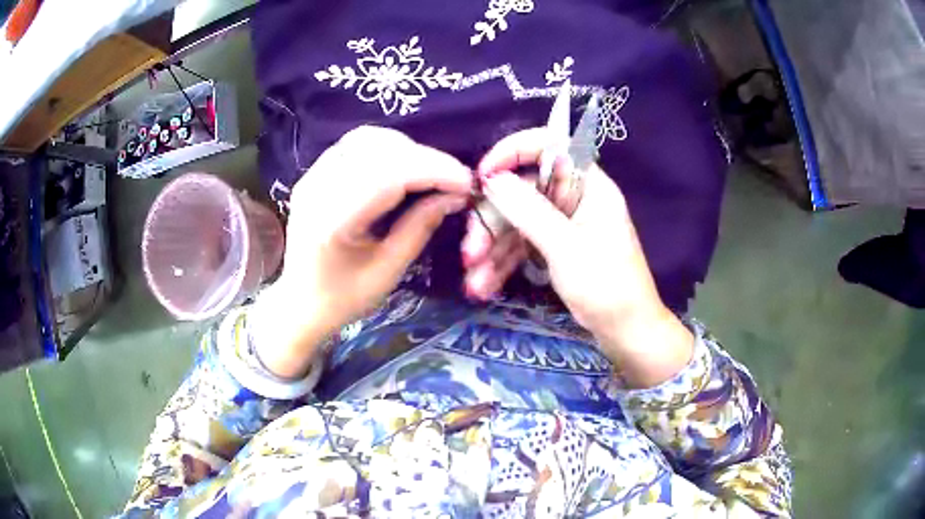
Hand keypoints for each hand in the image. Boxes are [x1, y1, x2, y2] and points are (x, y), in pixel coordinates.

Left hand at [251, 126, 471, 377]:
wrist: (299, 302)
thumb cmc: (343, 298)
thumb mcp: (387, 272)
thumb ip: (420, 227)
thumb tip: (455, 195)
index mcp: (333, 221)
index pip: (388, 176)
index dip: (433, 171)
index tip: (466, 182)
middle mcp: (317, 188)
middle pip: (379, 150)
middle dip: (425, 159)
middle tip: (454, 180)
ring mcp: (312, 176)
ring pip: (367, 139)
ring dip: (407, 149)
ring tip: (430, 172)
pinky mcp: (314, 173)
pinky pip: (355, 145)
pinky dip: (387, 148)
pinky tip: (403, 166)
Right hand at [473, 128, 692, 386]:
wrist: (626, 332)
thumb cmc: (606, 286)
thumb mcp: (566, 248)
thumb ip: (529, 210)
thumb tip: (493, 178)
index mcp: (589, 184)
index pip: (550, 145)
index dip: (513, 151)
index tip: (483, 175)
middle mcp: (575, 197)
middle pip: (523, 191)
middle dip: (493, 221)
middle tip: (470, 251)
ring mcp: (564, 223)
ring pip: (518, 221)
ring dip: (493, 249)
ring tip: (474, 280)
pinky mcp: (557, 246)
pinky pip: (524, 244)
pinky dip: (504, 262)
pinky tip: (484, 285)